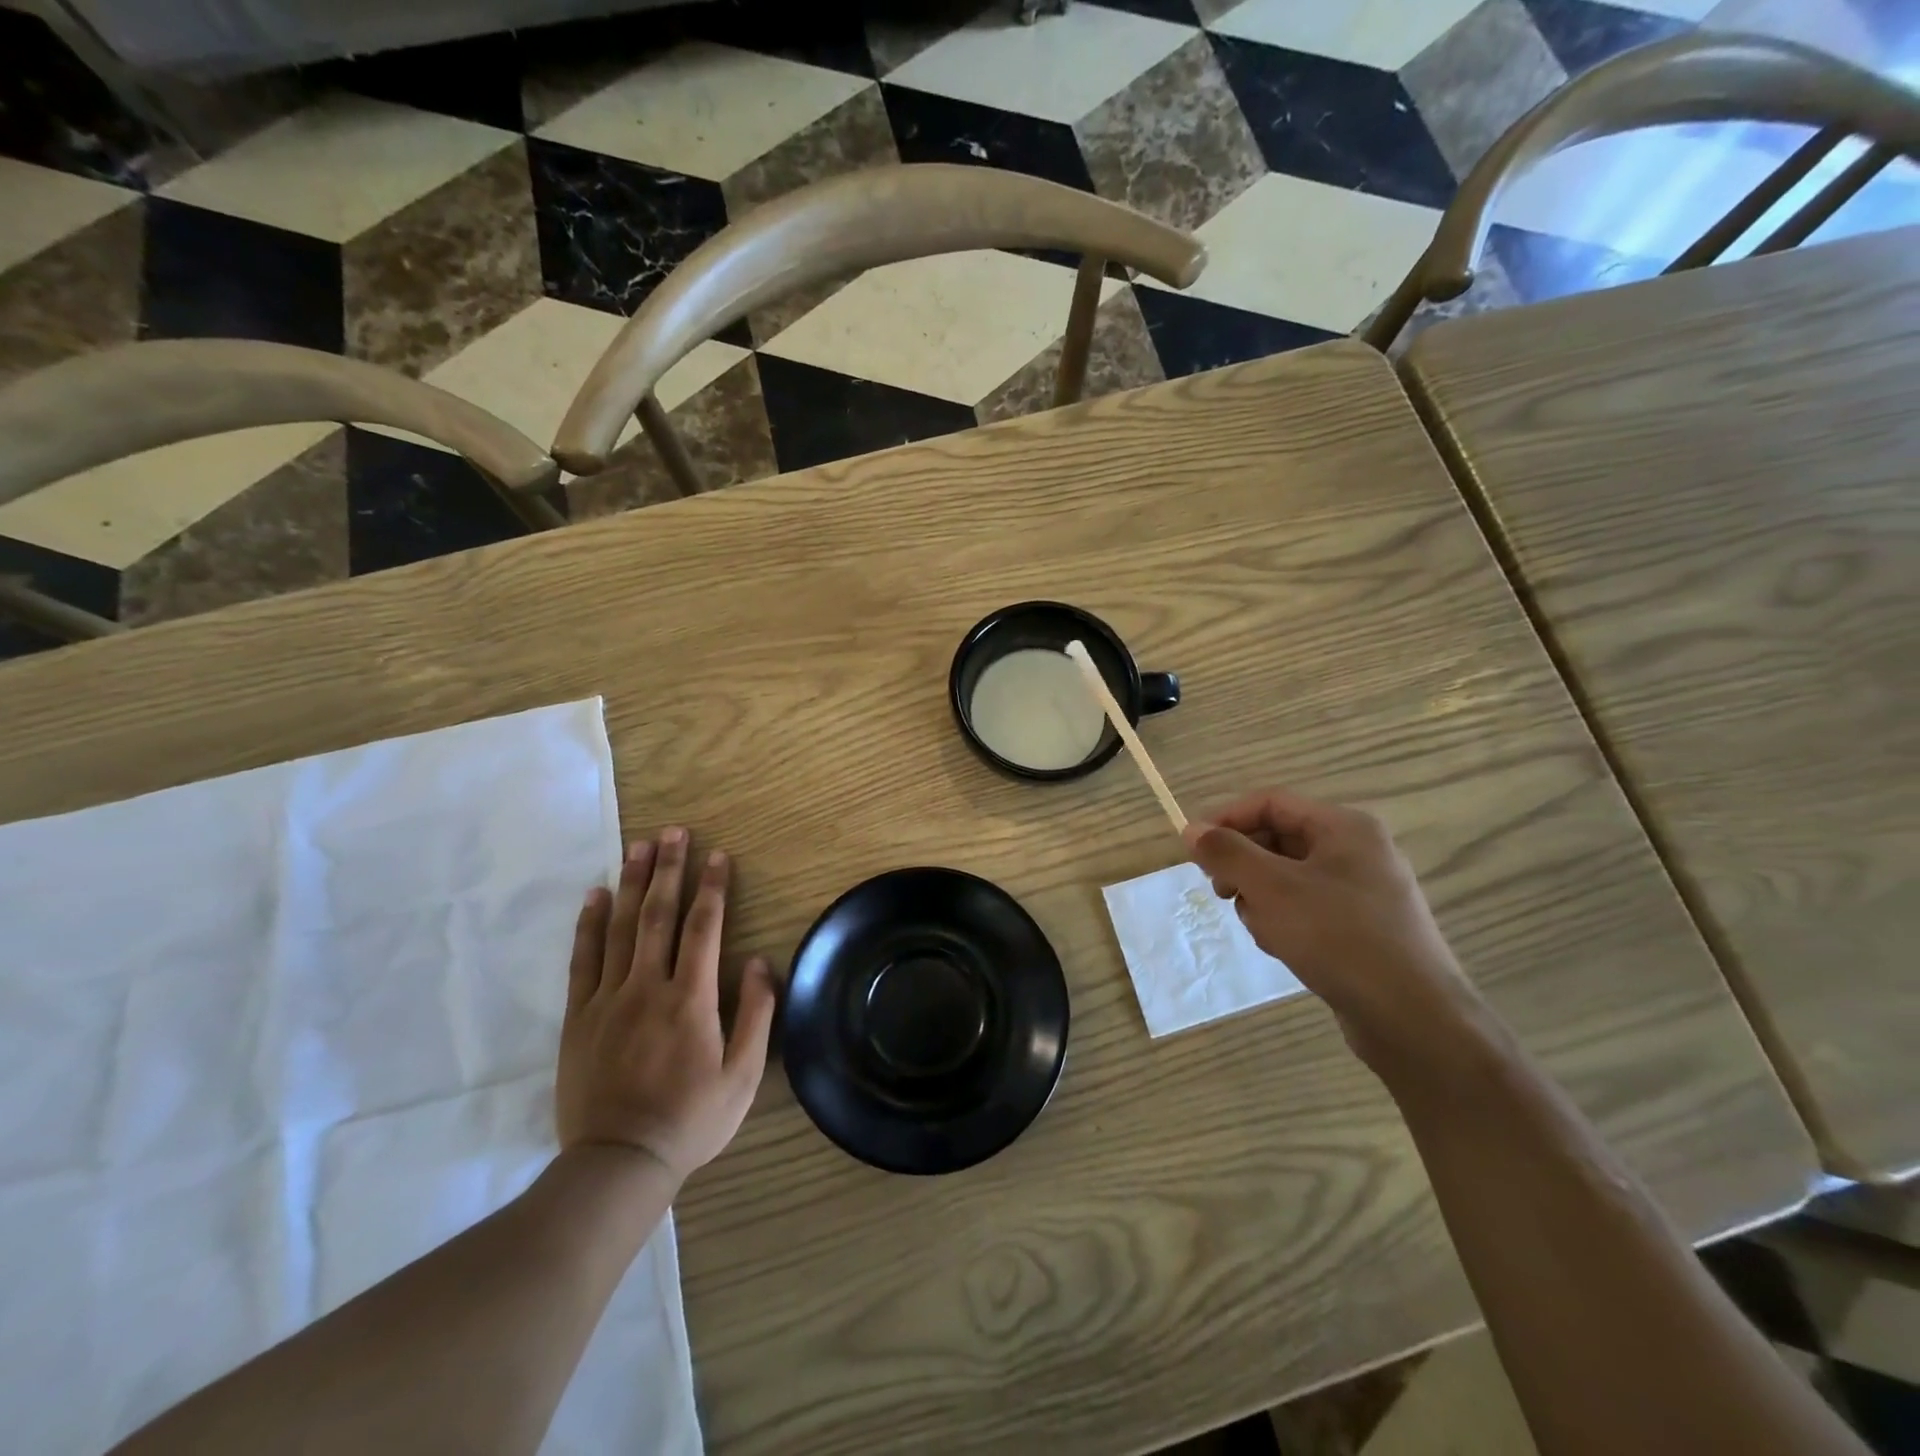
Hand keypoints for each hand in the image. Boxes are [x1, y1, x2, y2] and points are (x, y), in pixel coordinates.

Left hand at [556, 827, 776, 1181]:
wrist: (617, 1164)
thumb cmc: (690, 1120)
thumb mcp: (743, 1076)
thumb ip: (755, 1014)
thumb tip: (758, 961)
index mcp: (691, 1000)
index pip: (704, 928)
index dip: (712, 888)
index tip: (717, 855)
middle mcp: (648, 988)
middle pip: (659, 915)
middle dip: (669, 869)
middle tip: (673, 832)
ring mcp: (608, 1000)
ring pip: (621, 928)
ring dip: (631, 883)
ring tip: (638, 846)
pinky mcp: (579, 1017)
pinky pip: (583, 960)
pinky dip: (590, 924)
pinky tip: (595, 896)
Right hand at [1184, 790, 1480, 1067]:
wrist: (1412, 1019)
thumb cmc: (1338, 937)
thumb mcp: (1271, 888)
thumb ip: (1227, 853)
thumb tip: (1192, 829)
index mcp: (1344, 827)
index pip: (1270, 803)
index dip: (1226, 819)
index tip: (1192, 849)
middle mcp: (1357, 850)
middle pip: (1278, 839)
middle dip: (1244, 865)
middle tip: (1221, 892)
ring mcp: (1363, 890)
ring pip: (1287, 877)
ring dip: (1262, 899)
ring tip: (1265, 930)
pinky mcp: (1361, 927)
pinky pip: (1306, 907)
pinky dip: (1285, 921)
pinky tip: (1285, 948)